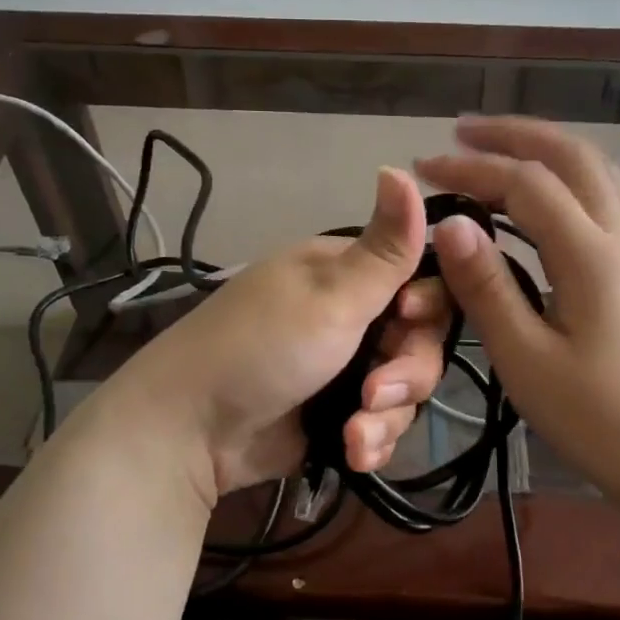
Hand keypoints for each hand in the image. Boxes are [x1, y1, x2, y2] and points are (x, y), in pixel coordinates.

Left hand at [109, 168, 450, 502]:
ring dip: (386, 418)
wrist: (191, 430)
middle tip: (375, 395)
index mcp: (347, 274)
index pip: (420, 280)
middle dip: (406, 375)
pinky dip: (370, 441)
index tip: (409, 320)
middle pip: (418, 342)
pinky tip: (352, 453)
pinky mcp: (337, 415)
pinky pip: (381, 425)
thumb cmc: (261, 348)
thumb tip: (402, 166)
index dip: (427, 306)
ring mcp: (344, 369)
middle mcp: (350, 317)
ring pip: (404, 391)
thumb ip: (384, 248)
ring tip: (353, 435)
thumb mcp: (330, 297)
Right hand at [417, 117, 619, 516]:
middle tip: (463, 132)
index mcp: (590, 256)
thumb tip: (450, 224)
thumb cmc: (597, 418)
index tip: (424, 168)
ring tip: (497, 153)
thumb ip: (488, 288)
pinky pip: (603, 200)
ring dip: (545, 150)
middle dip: (515, 134)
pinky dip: (565, 179)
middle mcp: (619, 239)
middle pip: (573, 157)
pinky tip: (540, 201)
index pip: (526, 184)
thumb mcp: (527, 359)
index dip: (472, 168)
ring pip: (596, 173)